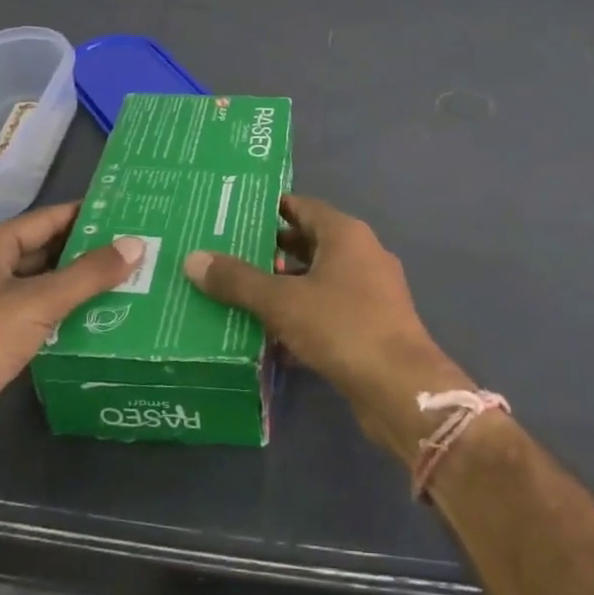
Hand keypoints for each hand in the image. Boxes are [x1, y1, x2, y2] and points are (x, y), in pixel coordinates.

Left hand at [0, 202, 142, 478]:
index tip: (132, 214)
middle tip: (140, 250)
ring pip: (43, 285)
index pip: (49, 218)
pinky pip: (37, 315)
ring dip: (80, 286)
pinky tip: (101, 318)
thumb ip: (89, 274)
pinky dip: (65, 314)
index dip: (90, 216)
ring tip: (132, 281)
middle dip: (90, 252)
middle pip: (47, 250)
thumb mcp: (38, 303)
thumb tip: (136, 244)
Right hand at [184, 195, 472, 465]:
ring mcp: (371, 290)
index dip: (268, 209)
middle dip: (270, 250)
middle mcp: (362, 254)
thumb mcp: (282, 301)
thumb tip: (193, 258)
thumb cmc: (342, 327)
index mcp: (345, 234)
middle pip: (309, 242)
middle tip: (227, 255)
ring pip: (318, 279)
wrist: (400, 387)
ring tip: (241, 294)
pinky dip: (303, 315)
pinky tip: (271, 335)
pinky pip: (329, 309)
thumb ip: (238, 281)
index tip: (233, 215)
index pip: (301, 207)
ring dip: (285, 285)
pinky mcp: (372, 324)